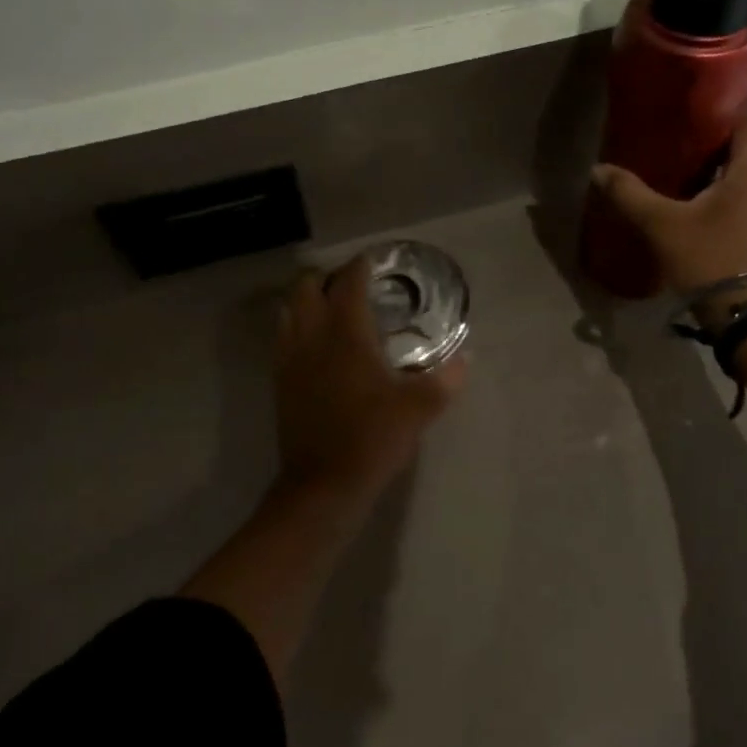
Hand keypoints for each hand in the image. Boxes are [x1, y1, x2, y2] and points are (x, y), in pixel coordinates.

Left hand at [273, 257, 466, 508]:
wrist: (322, 486)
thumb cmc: (372, 438)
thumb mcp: (418, 409)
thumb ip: (445, 380)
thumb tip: (466, 359)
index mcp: (346, 333)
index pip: (348, 282)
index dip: (360, 266)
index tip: (373, 260)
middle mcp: (312, 336)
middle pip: (307, 287)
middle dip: (327, 277)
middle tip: (353, 285)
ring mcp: (291, 358)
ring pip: (289, 309)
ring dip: (307, 299)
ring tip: (332, 308)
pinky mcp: (280, 381)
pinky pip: (283, 337)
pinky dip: (296, 326)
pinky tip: (316, 344)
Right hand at [591, 107, 746, 320]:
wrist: (744, 314)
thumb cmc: (710, 258)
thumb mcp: (662, 224)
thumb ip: (629, 193)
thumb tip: (598, 170)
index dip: (730, 104)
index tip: (696, 99)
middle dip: (717, 130)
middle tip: (678, 124)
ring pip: (744, 166)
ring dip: (716, 156)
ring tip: (677, 151)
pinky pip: (739, 188)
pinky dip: (716, 180)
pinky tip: (685, 188)